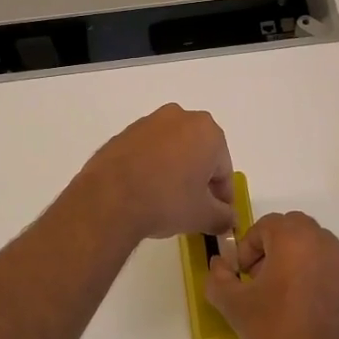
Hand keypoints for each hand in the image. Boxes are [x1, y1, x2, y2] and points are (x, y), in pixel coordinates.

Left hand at [79, 105, 235, 241]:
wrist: (110, 198)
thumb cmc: (167, 201)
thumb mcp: (203, 216)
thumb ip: (223, 217)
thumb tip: (228, 221)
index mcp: (207, 131)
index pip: (223, 169)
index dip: (222, 196)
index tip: (217, 215)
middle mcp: (180, 117)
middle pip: (199, 154)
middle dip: (198, 179)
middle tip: (193, 208)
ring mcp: (148, 123)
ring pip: (172, 150)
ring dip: (174, 171)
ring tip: (165, 201)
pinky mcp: (124, 133)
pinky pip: (147, 152)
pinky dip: (151, 168)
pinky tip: (144, 192)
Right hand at [205, 212, 338, 338]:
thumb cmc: (276, 335)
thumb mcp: (235, 307)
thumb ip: (219, 279)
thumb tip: (219, 265)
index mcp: (296, 240)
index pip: (267, 224)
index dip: (248, 247)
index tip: (241, 276)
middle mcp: (325, 245)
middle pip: (295, 229)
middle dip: (273, 247)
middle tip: (258, 279)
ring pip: (315, 249)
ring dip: (295, 262)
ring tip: (280, 298)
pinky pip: (331, 273)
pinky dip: (315, 281)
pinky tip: (303, 315)